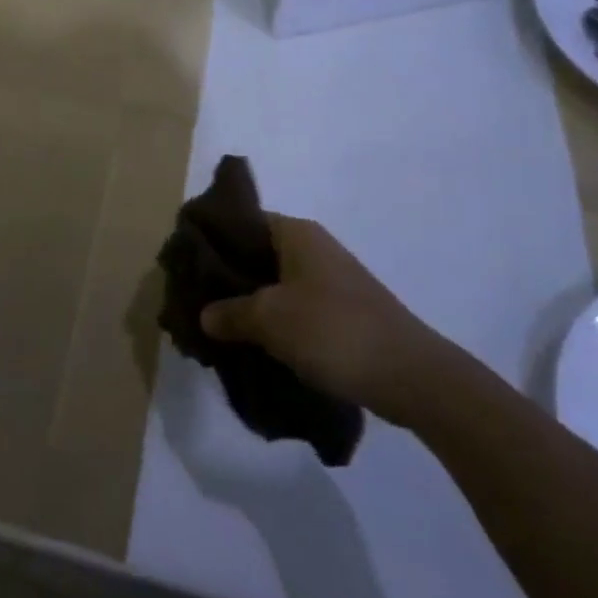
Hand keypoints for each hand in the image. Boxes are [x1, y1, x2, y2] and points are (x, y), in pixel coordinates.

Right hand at [200, 214, 462, 426]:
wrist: (412, 377)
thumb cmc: (333, 331)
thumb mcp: (270, 319)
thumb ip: (229, 312)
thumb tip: (204, 315)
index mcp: (295, 233)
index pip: (241, 221)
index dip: (211, 239)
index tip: (185, 265)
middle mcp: (312, 248)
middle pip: (255, 253)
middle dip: (225, 277)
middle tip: (195, 300)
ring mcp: (330, 280)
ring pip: (273, 283)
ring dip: (248, 303)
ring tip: (217, 326)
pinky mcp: (341, 312)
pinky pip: (293, 307)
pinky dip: (272, 321)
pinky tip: (252, 343)